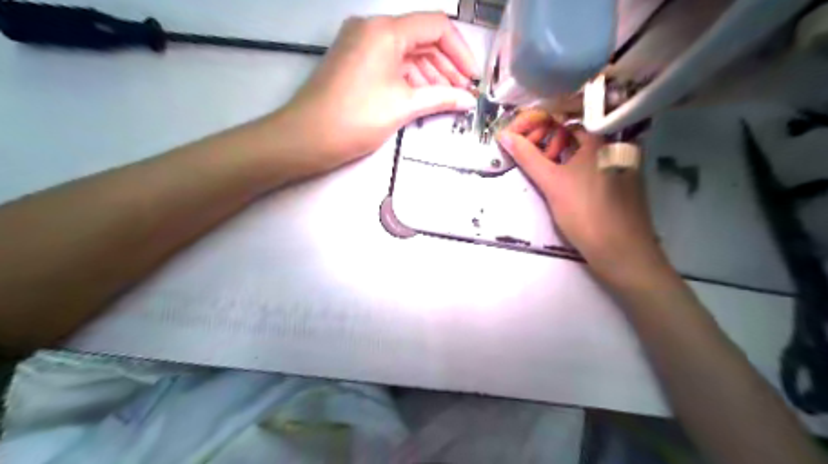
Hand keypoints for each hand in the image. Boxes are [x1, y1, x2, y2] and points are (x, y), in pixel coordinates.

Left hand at [273, 12, 478, 175]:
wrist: (307, 137)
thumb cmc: (357, 117)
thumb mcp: (404, 106)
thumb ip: (441, 98)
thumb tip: (467, 101)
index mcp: (386, 29)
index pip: (436, 27)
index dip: (460, 51)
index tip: (472, 78)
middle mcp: (372, 27)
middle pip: (421, 39)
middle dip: (446, 66)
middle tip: (461, 93)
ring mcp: (361, 44)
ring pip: (406, 52)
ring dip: (429, 74)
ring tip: (445, 99)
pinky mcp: (355, 61)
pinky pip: (390, 63)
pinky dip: (409, 78)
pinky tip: (423, 96)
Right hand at [498, 111, 670, 284]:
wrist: (621, 251)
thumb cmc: (585, 212)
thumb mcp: (551, 183)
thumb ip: (527, 157)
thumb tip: (505, 135)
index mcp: (600, 137)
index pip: (564, 114)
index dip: (537, 120)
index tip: (517, 134)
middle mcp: (614, 142)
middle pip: (574, 128)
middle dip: (546, 136)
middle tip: (528, 152)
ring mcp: (619, 160)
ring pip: (583, 145)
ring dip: (558, 150)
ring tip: (542, 166)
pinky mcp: (620, 177)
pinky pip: (592, 159)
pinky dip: (573, 161)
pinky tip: (561, 177)